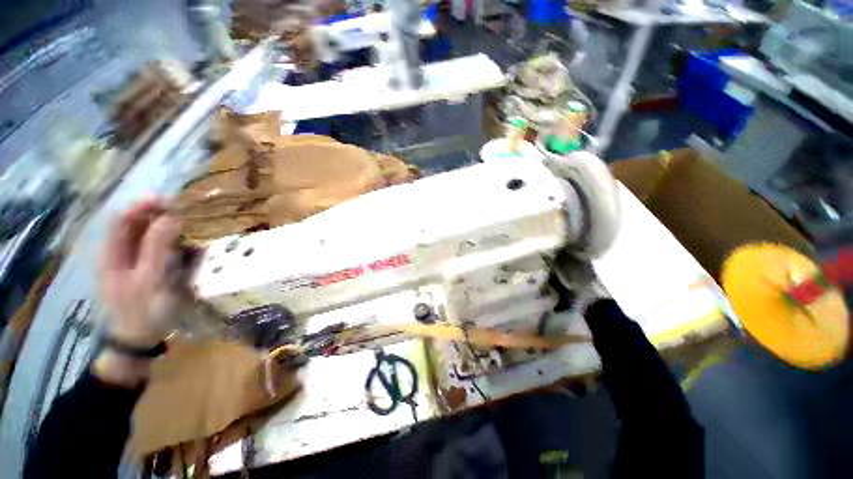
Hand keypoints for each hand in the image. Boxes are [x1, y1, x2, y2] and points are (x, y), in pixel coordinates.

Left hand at [99, 199, 182, 348]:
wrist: (141, 337)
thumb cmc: (144, 310)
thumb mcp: (151, 279)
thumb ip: (157, 246)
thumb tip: (171, 217)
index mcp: (111, 254)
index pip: (120, 219)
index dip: (141, 206)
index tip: (167, 200)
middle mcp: (119, 253)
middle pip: (134, 224)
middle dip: (156, 214)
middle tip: (183, 211)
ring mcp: (133, 261)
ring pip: (146, 234)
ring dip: (166, 225)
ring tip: (187, 223)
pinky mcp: (147, 268)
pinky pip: (157, 247)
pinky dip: (171, 239)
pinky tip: (185, 241)